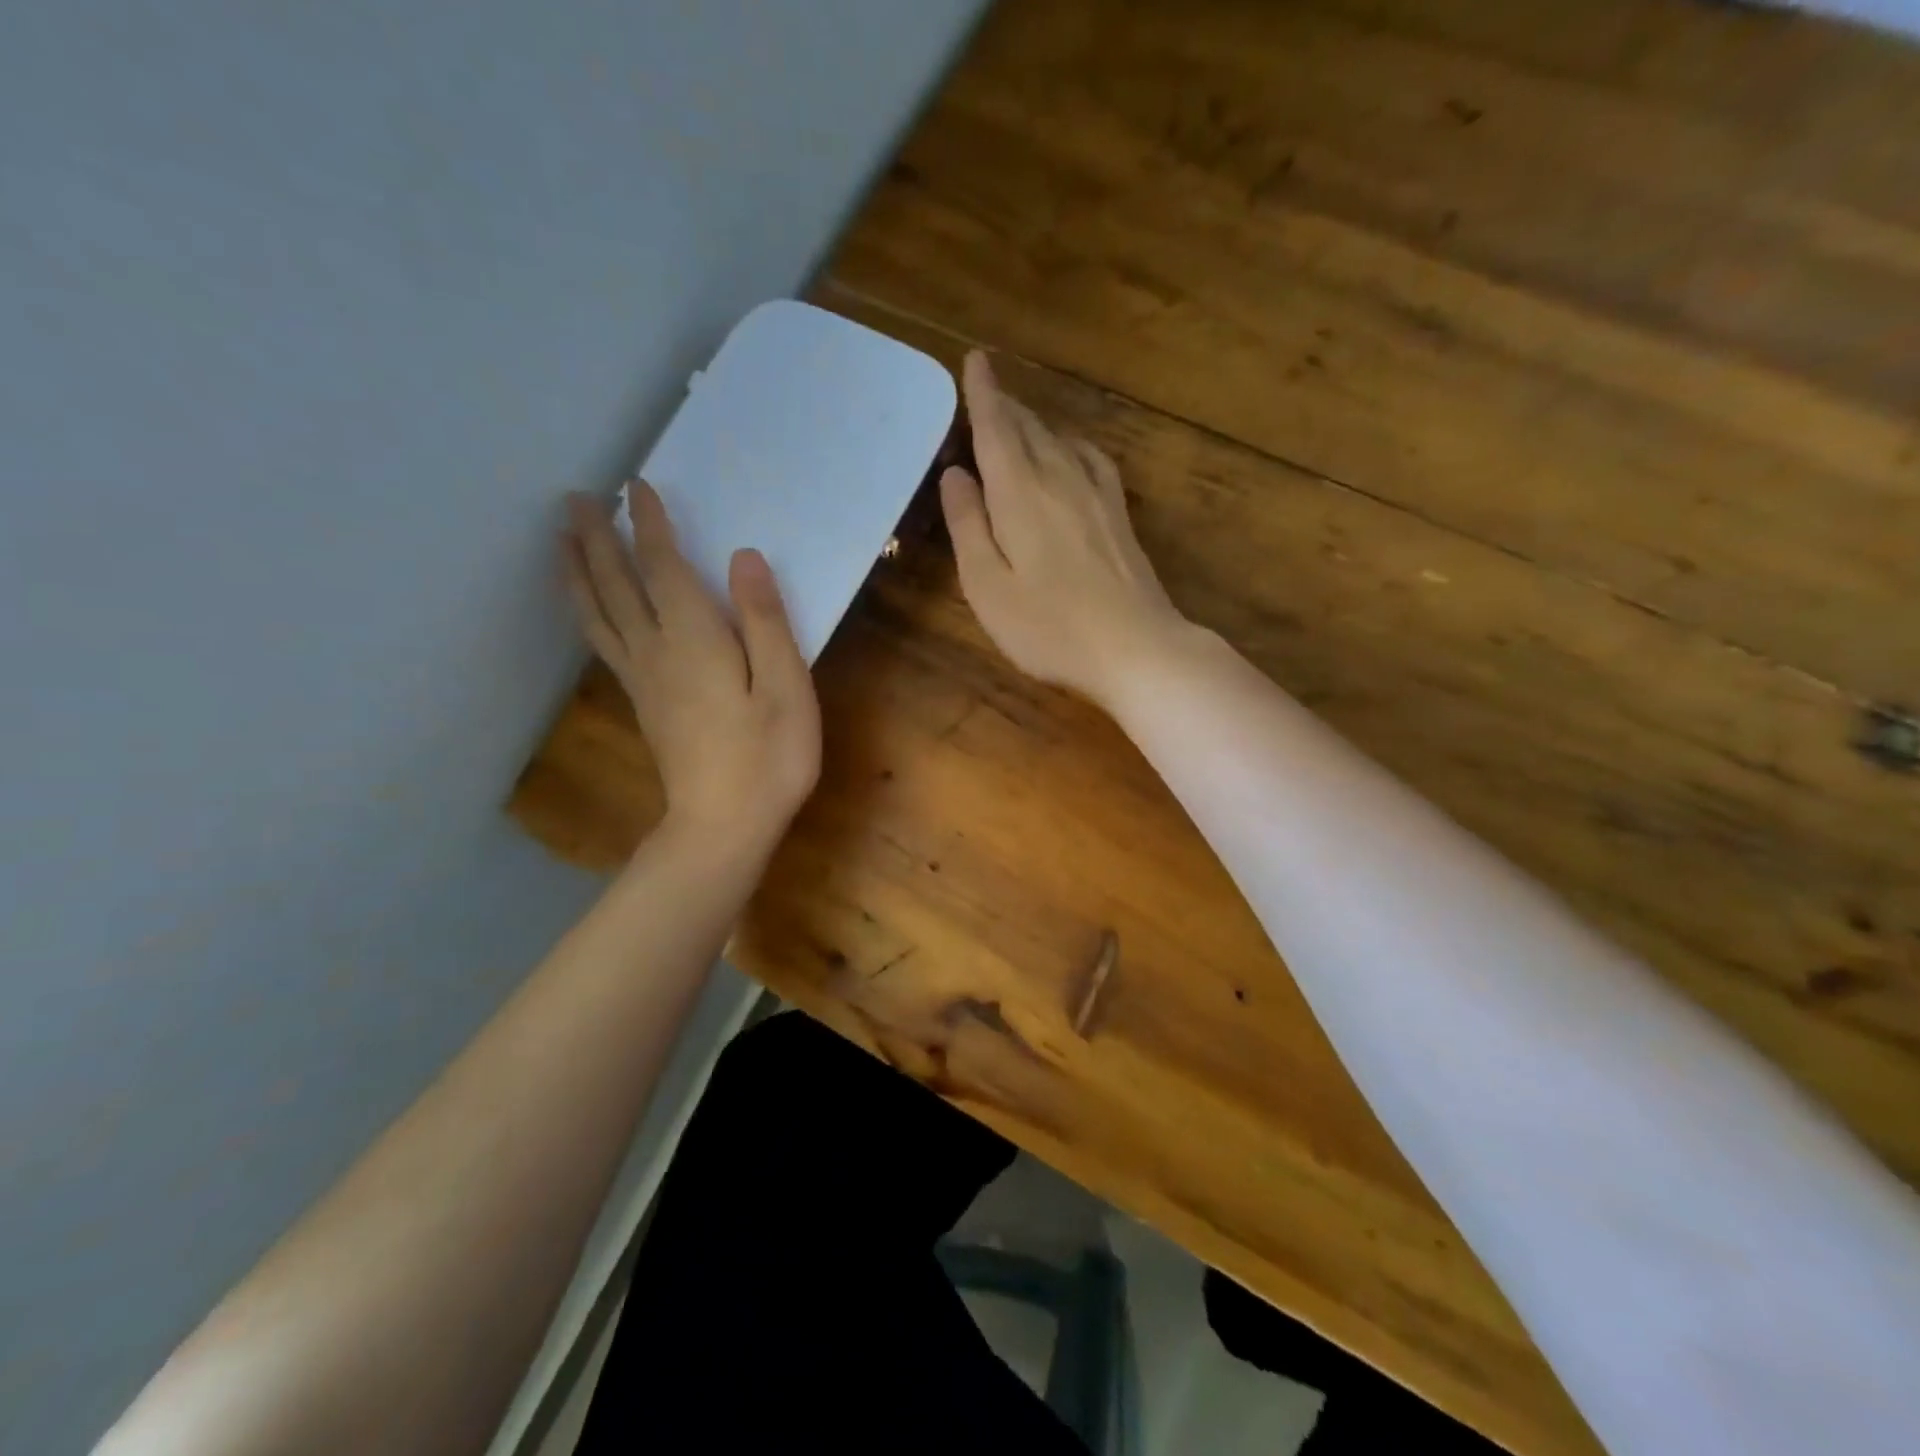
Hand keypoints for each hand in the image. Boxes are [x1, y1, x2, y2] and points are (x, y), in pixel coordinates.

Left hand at [561, 485, 820, 855]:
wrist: (724, 827)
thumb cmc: (768, 758)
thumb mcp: (787, 686)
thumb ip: (765, 620)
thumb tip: (742, 557)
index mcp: (695, 639)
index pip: (664, 567)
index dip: (650, 525)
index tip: (636, 485)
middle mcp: (657, 651)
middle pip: (618, 585)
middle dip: (597, 539)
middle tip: (576, 498)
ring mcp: (644, 681)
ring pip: (599, 615)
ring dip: (578, 572)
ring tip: (560, 540)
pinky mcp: (644, 705)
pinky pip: (604, 643)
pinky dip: (589, 613)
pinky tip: (589, 610)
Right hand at [940, 351, 1186, 707]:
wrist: (1136, 648)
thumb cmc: (1050, 627)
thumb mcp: (987, 587)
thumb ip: (967, 526)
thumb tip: (955, 475)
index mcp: (1020, 493)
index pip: (996, 428)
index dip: (982, 394)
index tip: (975, 360)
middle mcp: (1060, 479)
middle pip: (1028, 428)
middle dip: (1004, 405)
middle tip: (985, 389)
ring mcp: (1097, 495)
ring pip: (1060, 440)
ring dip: (1034, 423)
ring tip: (1016, 417)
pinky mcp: (1119, 515)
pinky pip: (1092, 460)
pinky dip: (1072, 444)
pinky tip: (1071, 452)